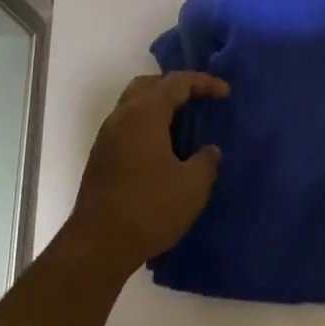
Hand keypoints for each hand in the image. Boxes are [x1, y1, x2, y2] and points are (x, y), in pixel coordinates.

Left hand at [67, 72, 228, 275]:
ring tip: (182, 124)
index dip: (203, 83)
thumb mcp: (192, 187)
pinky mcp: (101, 155)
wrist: (99, 243)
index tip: (225, 93)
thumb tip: (210, 150)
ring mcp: (107, 135)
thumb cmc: (149, 208)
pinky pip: (127, 124)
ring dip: (158, 105)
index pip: (176, 82)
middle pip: (149, 84)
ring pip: (134, 104)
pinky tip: (162, 148)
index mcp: (145, 113)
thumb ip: (206, 162)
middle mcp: (122, 115)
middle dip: (175, 86)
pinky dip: (147, 124)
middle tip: (198, 100)